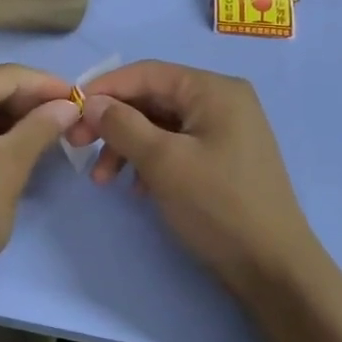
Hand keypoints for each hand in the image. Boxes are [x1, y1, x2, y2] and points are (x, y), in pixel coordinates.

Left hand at [0, 64, 80, 303]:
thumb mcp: (11, 165)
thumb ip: (42, 126)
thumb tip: (68, 105)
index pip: (6, 76)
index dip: (46, 85)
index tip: (80, 98)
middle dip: (26, 103)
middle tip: (66, 119)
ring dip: (5, 118)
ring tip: (44, 134)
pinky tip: (9, 145)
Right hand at [67, 61, 312, 301]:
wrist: (272, 268)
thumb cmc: (218, 206)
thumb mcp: (163, 162)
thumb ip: (122, 125)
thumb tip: (91, 103)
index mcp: (214, 90)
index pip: (146, 73)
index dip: (104, 89)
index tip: (69, 112)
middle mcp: (221, 102)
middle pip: (151, 99)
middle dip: (112, 123)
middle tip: (78, 147)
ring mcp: (224, 132)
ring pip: (159, 126)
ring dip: (126, 147)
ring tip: (102, 180)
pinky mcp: (221, 160)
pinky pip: (174, 147)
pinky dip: (148, 162)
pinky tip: (134, 190)